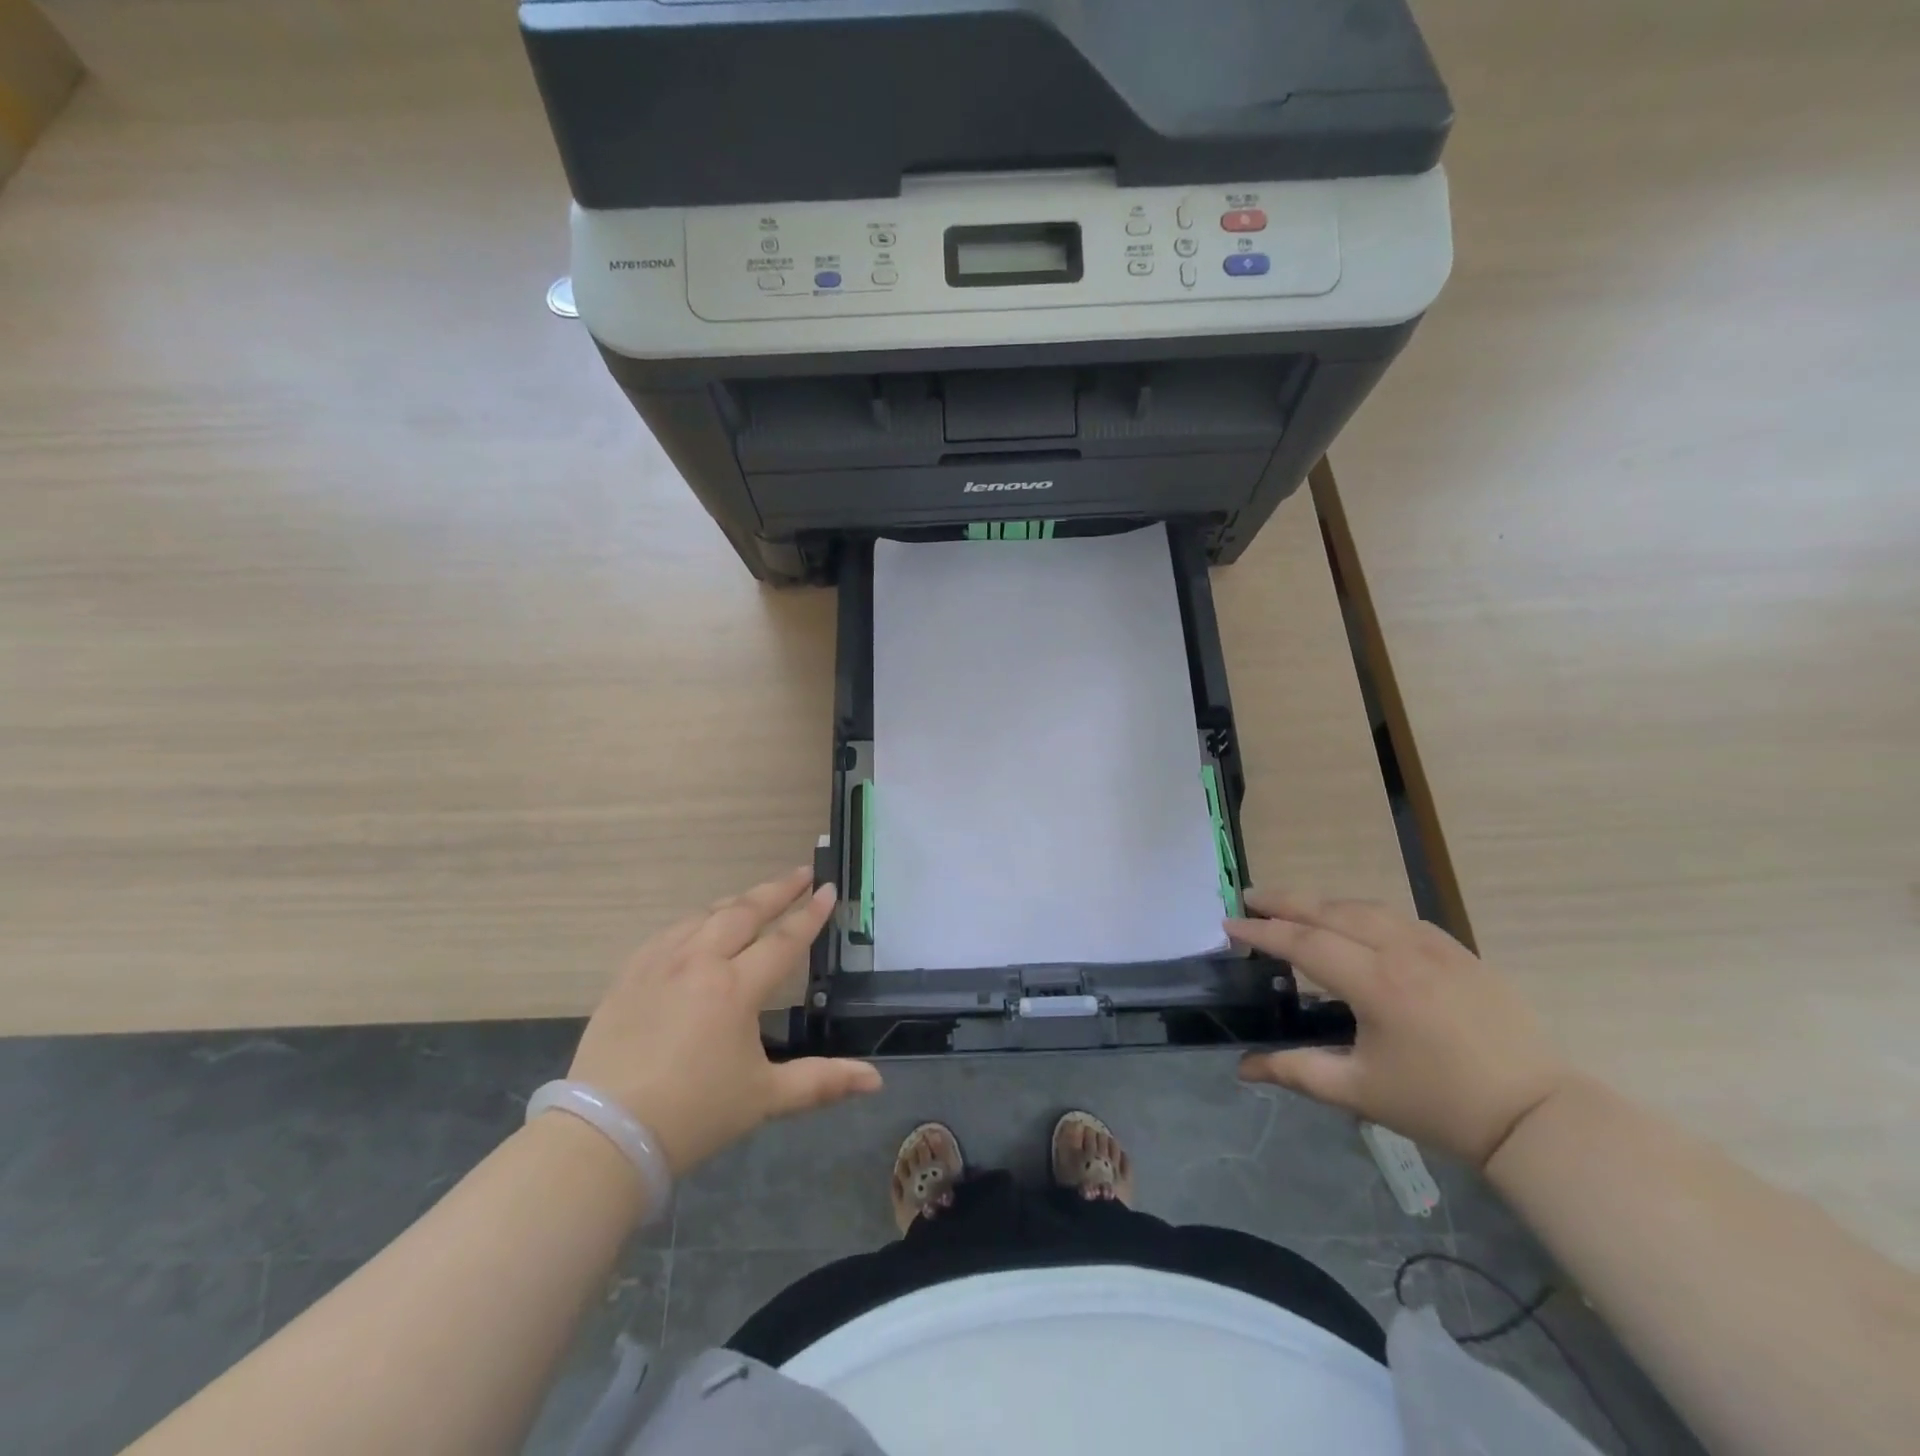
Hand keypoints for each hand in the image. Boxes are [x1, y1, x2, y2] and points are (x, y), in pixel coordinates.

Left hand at [564, 866, 882, 1176]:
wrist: (605, 1135)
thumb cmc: (694, 1115)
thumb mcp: (765, 1098)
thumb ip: (822, 1082)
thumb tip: (876, 1081)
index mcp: (736, 988)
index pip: (783, 940)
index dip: (810, 914)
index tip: (828, 888)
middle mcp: (699, 963)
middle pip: (744, 913)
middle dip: (776, 890)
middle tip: (799, 873)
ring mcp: (659, 965)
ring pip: (704, 917)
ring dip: (736, 903)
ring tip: (755, 898)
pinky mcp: (629, 976)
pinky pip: (668, 934)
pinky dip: (694, 922)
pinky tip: (697, 927)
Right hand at [1230, 892, 1568, 1167]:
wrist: (1535, 1115)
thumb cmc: (1440, 1105)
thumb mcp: (1360, 1092)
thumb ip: (1296, 1072)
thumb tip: (1243, 1068)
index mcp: (1375, 983)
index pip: (1303, 943)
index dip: (1262, 932)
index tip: (1228, 924)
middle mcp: (1401, 951)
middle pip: (1330, 911)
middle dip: (1284, 901)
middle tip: (1249, 896)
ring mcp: (1435, 946)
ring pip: (1365, 906)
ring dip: (1322, 901)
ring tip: (1293, 905)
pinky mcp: (1458, 951)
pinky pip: (1398, 917)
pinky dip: (1363, 911)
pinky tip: (1353, 921)